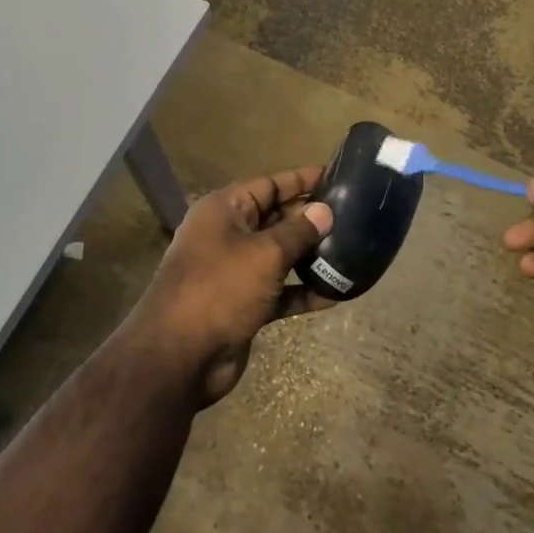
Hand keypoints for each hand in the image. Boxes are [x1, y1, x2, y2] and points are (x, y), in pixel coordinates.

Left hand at [131, 166, 334, 407]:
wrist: (180, 356)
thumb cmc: (220, 289)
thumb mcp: (264, 254)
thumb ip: (297, 231)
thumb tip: (324, 211)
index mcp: (224, 210)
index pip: (268, 184)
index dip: (301, 180)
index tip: (337, 176)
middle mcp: (227, 235)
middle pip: (275, 218)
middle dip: (310, 218)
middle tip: (353, 216)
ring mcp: (234, 271)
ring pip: (279, 255)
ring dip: (310, 256)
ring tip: (352, 250)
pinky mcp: (243, 304)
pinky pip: (279, 290)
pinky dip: (303, 291)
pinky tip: (337, 293)